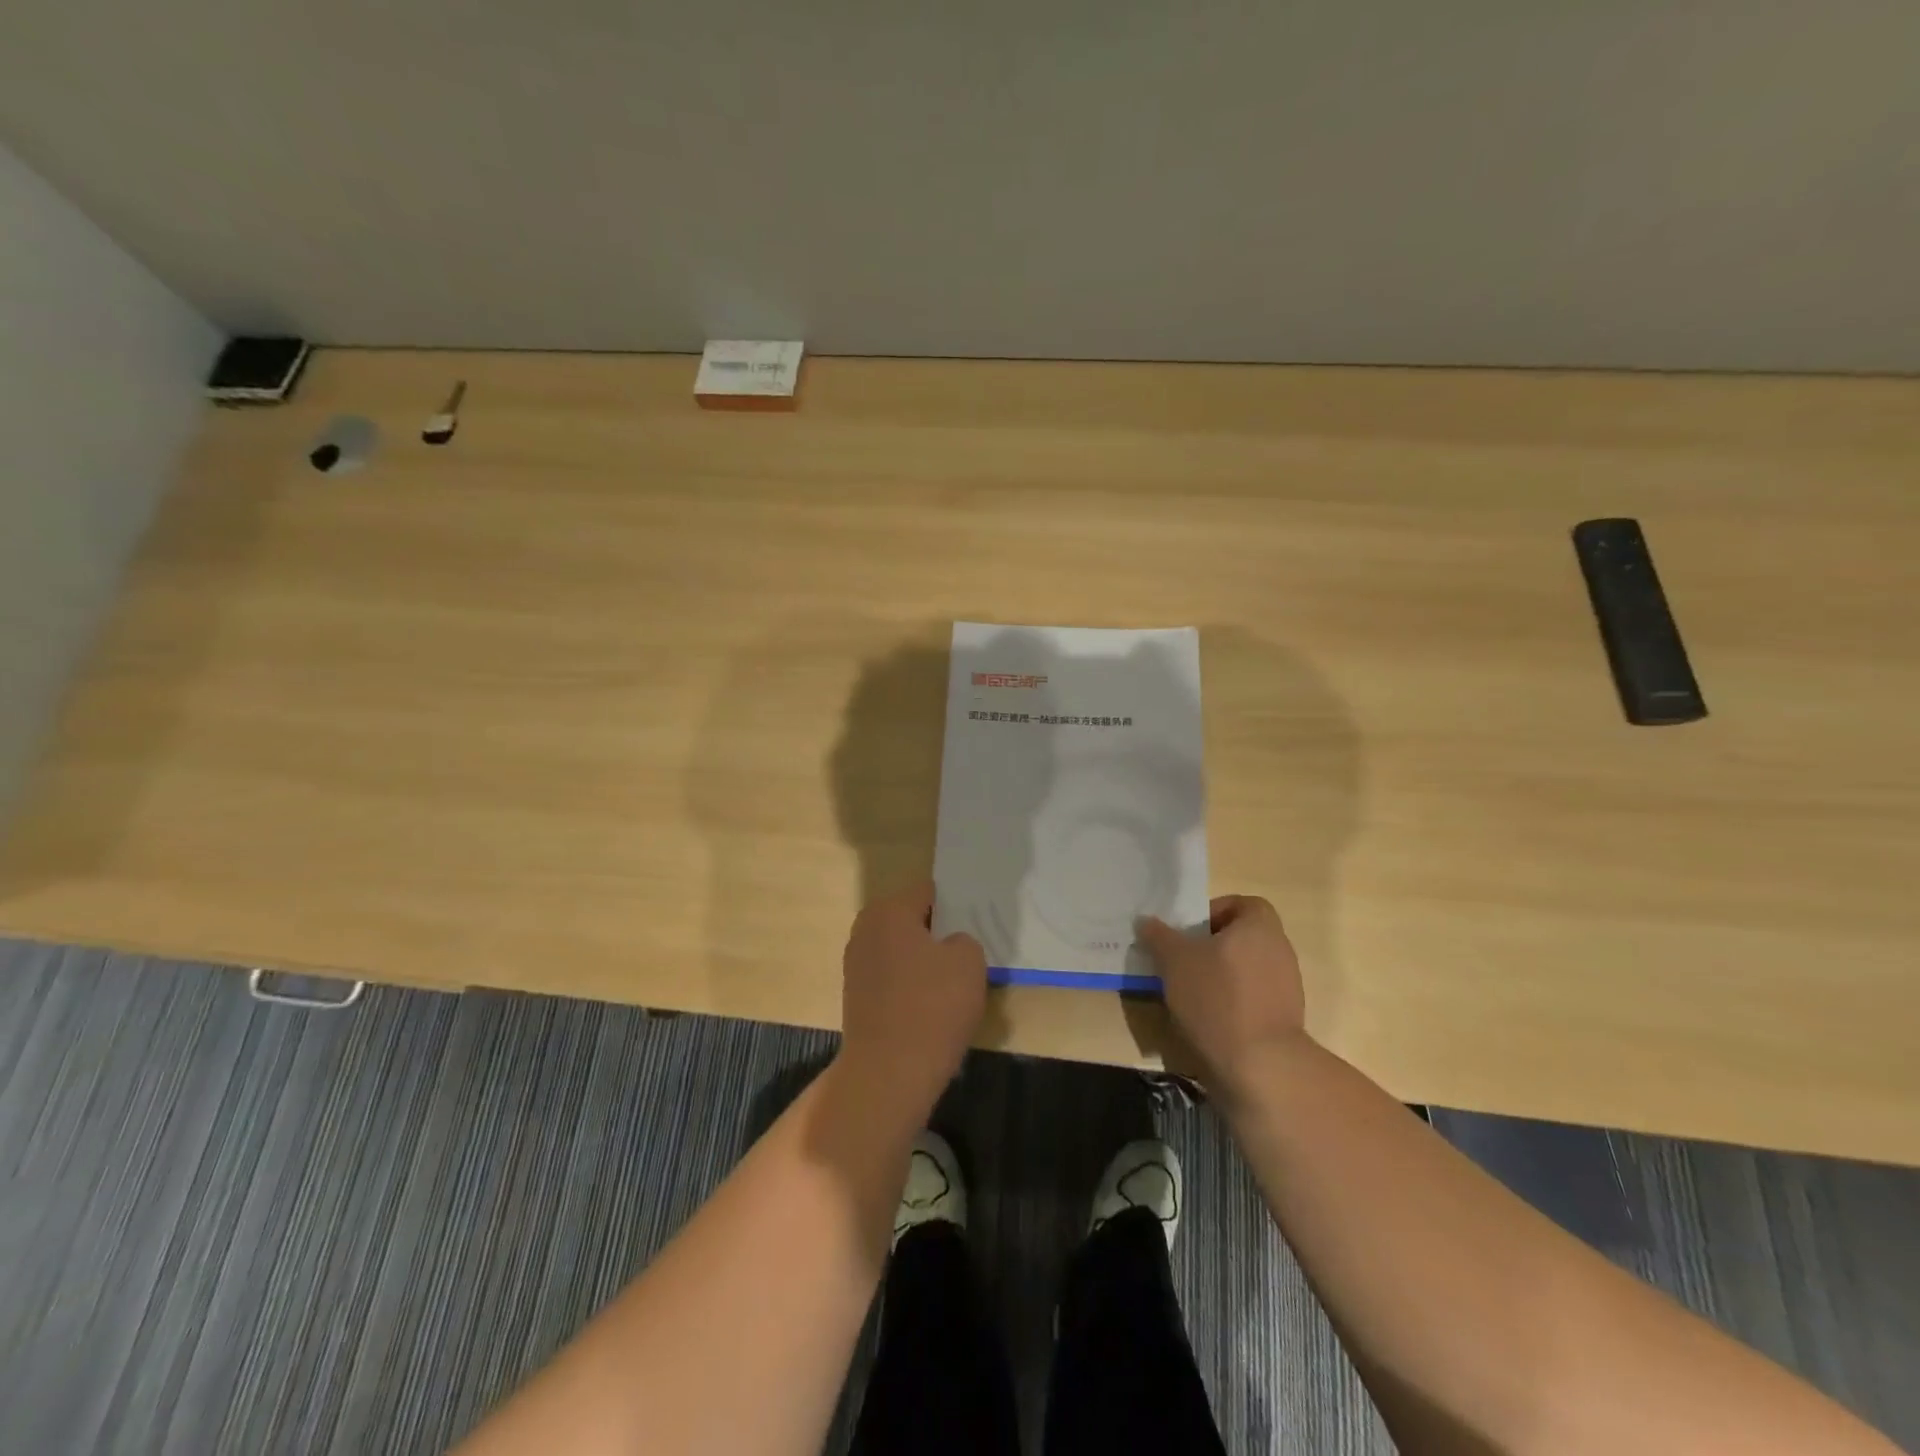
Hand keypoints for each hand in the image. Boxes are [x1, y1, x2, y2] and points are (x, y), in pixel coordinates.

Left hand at [836, 881, 988, 1119]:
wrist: (889, 1072)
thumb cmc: (933, 1005)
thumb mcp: (969, 961)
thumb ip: (963, 940)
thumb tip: (949, 946)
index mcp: (890, 911)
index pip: (927, 891)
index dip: (953, 903)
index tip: (974, 920)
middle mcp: (866, 929)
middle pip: (909, 919)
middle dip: (936, 931)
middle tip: (966, 950)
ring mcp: (856, 965)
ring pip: (900, 949)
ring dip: (922, 960)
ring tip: (951, 982)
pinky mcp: (855, 997)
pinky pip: (891, 977)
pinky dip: (909, 985)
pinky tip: (930, 1005)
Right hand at [1139, 895, 1308, 1098]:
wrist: (1261, 1065)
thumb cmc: (1217, 997)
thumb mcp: (1175, 960)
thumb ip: (1159, 936)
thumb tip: (1146, 921)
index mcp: (1260, 927)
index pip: (1241, 904)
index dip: (1212, 912)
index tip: (1188, 933)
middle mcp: (1280, 950)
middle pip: (1241, 937)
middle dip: (1210, 947)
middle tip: (1180, 961)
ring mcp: (1287, 987)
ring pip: (1245, 970)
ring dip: (1219, 976)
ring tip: (1189, 993)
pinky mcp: (1284, 1020)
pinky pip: (1252, 999)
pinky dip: (1231, 1003)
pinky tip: (1208, 1020)